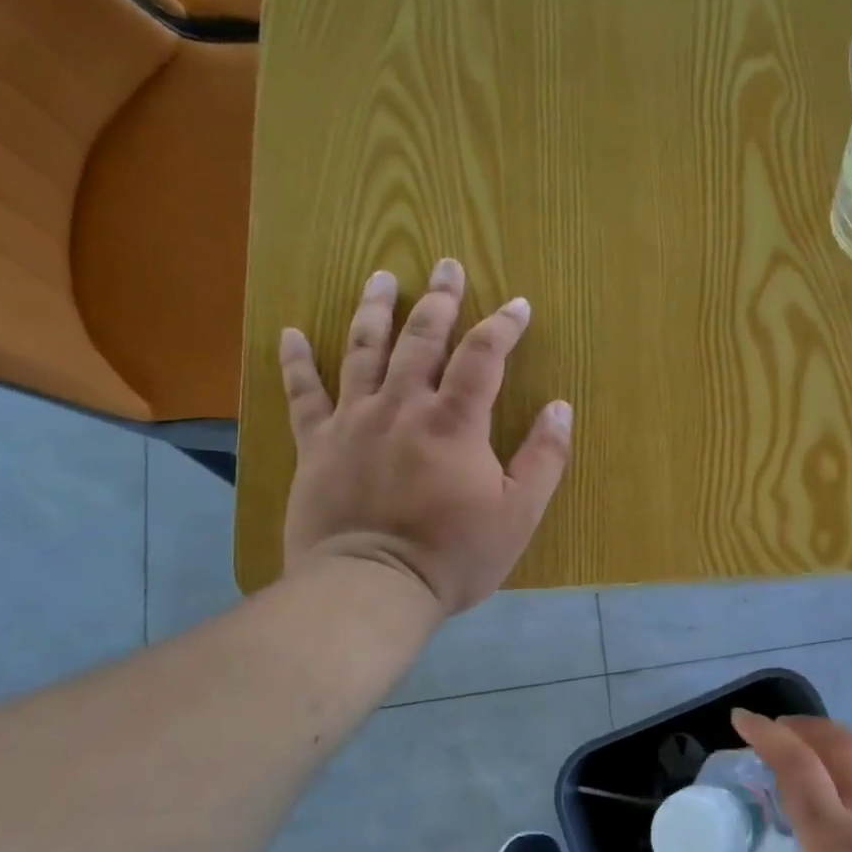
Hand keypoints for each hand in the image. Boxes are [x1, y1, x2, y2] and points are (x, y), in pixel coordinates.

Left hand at [279, 258, 571, 614]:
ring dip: (375, 310)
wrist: (371, 587)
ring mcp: (354, 421)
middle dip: (439, 299)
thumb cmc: (454, 554)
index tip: (517, 304)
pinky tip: (291, 333)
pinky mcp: (316, 444)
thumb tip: (560, 408)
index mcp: (455, 422)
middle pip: (422, 339)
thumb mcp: (518, 513)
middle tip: (445, 265)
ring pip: (362, 351)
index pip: (483, 356)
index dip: (503, 326)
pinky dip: (296, 361)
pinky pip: (303, 394)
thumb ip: (543, 458)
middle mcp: (402, 406)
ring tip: (381, 277)